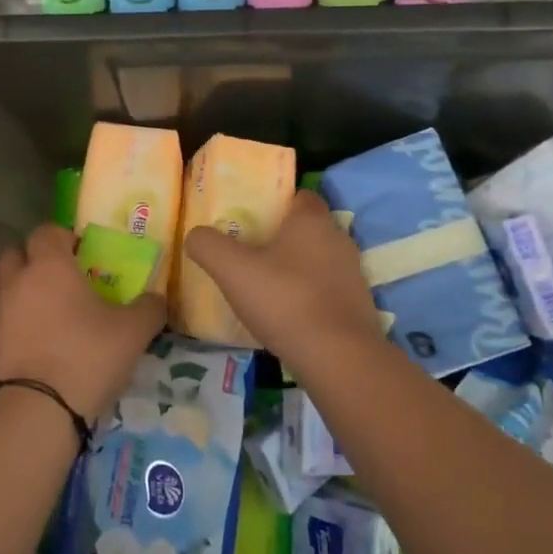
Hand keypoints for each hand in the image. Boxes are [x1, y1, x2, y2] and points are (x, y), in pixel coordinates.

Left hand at [0, 225, 166, 423]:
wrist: (37, 410)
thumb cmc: (86, 356)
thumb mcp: (133, 332)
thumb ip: (149, 308)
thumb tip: (156, 299)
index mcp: (49, 266)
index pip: (47, 231)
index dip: (65, 237)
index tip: (86, 253)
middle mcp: (18, 282)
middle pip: (16, 254)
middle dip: (36, 260)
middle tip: (65, 278)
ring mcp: (0, 314)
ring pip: (8, 288)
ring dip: (27, 292)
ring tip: (57, 313)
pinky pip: (7, 319)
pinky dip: (22, 322)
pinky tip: (47, 340)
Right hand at [183, 189, 382, 363]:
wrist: (338, 357)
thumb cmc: (284, 300)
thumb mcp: (232, 270)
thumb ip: (208, 245)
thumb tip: (195, 235)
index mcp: (312, 220)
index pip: (299, 196)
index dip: (276, 203)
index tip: (250, 218)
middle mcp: (338, 239)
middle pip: (307, 228)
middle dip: (281, 237)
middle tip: (248, 252)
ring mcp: (352, 273)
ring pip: (317, 260)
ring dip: (294, 268)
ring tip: (263, 286)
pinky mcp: (358, 305)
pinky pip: (326, 289)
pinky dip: (307, 295)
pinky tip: (285, 314)